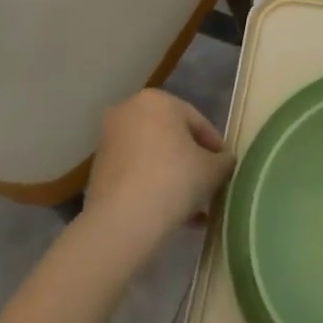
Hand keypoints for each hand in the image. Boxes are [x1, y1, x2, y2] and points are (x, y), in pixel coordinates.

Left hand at [83, 90, 234, 251]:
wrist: (123, 222)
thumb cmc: (174, 180)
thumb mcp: (214, 169)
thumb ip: (224, 161)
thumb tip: (223, 162)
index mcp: (157, 100)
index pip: (197, 122)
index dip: (215, 147)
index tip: (225, 168)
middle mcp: (128, 112)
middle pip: (172, 138)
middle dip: (192, 163)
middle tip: (209, 186)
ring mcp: (109, 141)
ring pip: (153, 158)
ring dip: (174, 178)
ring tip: (193, 208)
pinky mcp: (98, 170)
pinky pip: (136, 174)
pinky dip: (153, 188)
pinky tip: (171, 214)